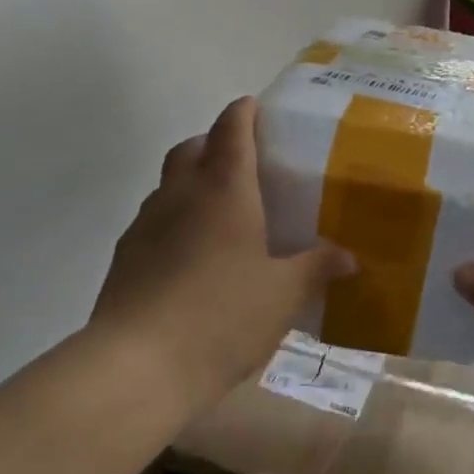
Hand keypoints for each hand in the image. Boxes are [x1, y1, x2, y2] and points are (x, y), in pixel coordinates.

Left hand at [92, 97, 353, 406]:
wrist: (137, 367)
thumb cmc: (222, 317)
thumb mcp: (283, 295)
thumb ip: (316, 269)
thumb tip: (348, 257)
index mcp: (224, 189)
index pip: (231, 129)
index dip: (244, 112)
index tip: (256, 107)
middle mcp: (181, 194)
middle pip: (193, 147)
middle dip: (215, 143)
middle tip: (245, 163)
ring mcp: (146, 224)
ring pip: (169, 183)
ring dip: (192, 182)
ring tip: (222, 213)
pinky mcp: (125, 257)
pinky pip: (154, 221)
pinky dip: (175, 221)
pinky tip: (193, 257)